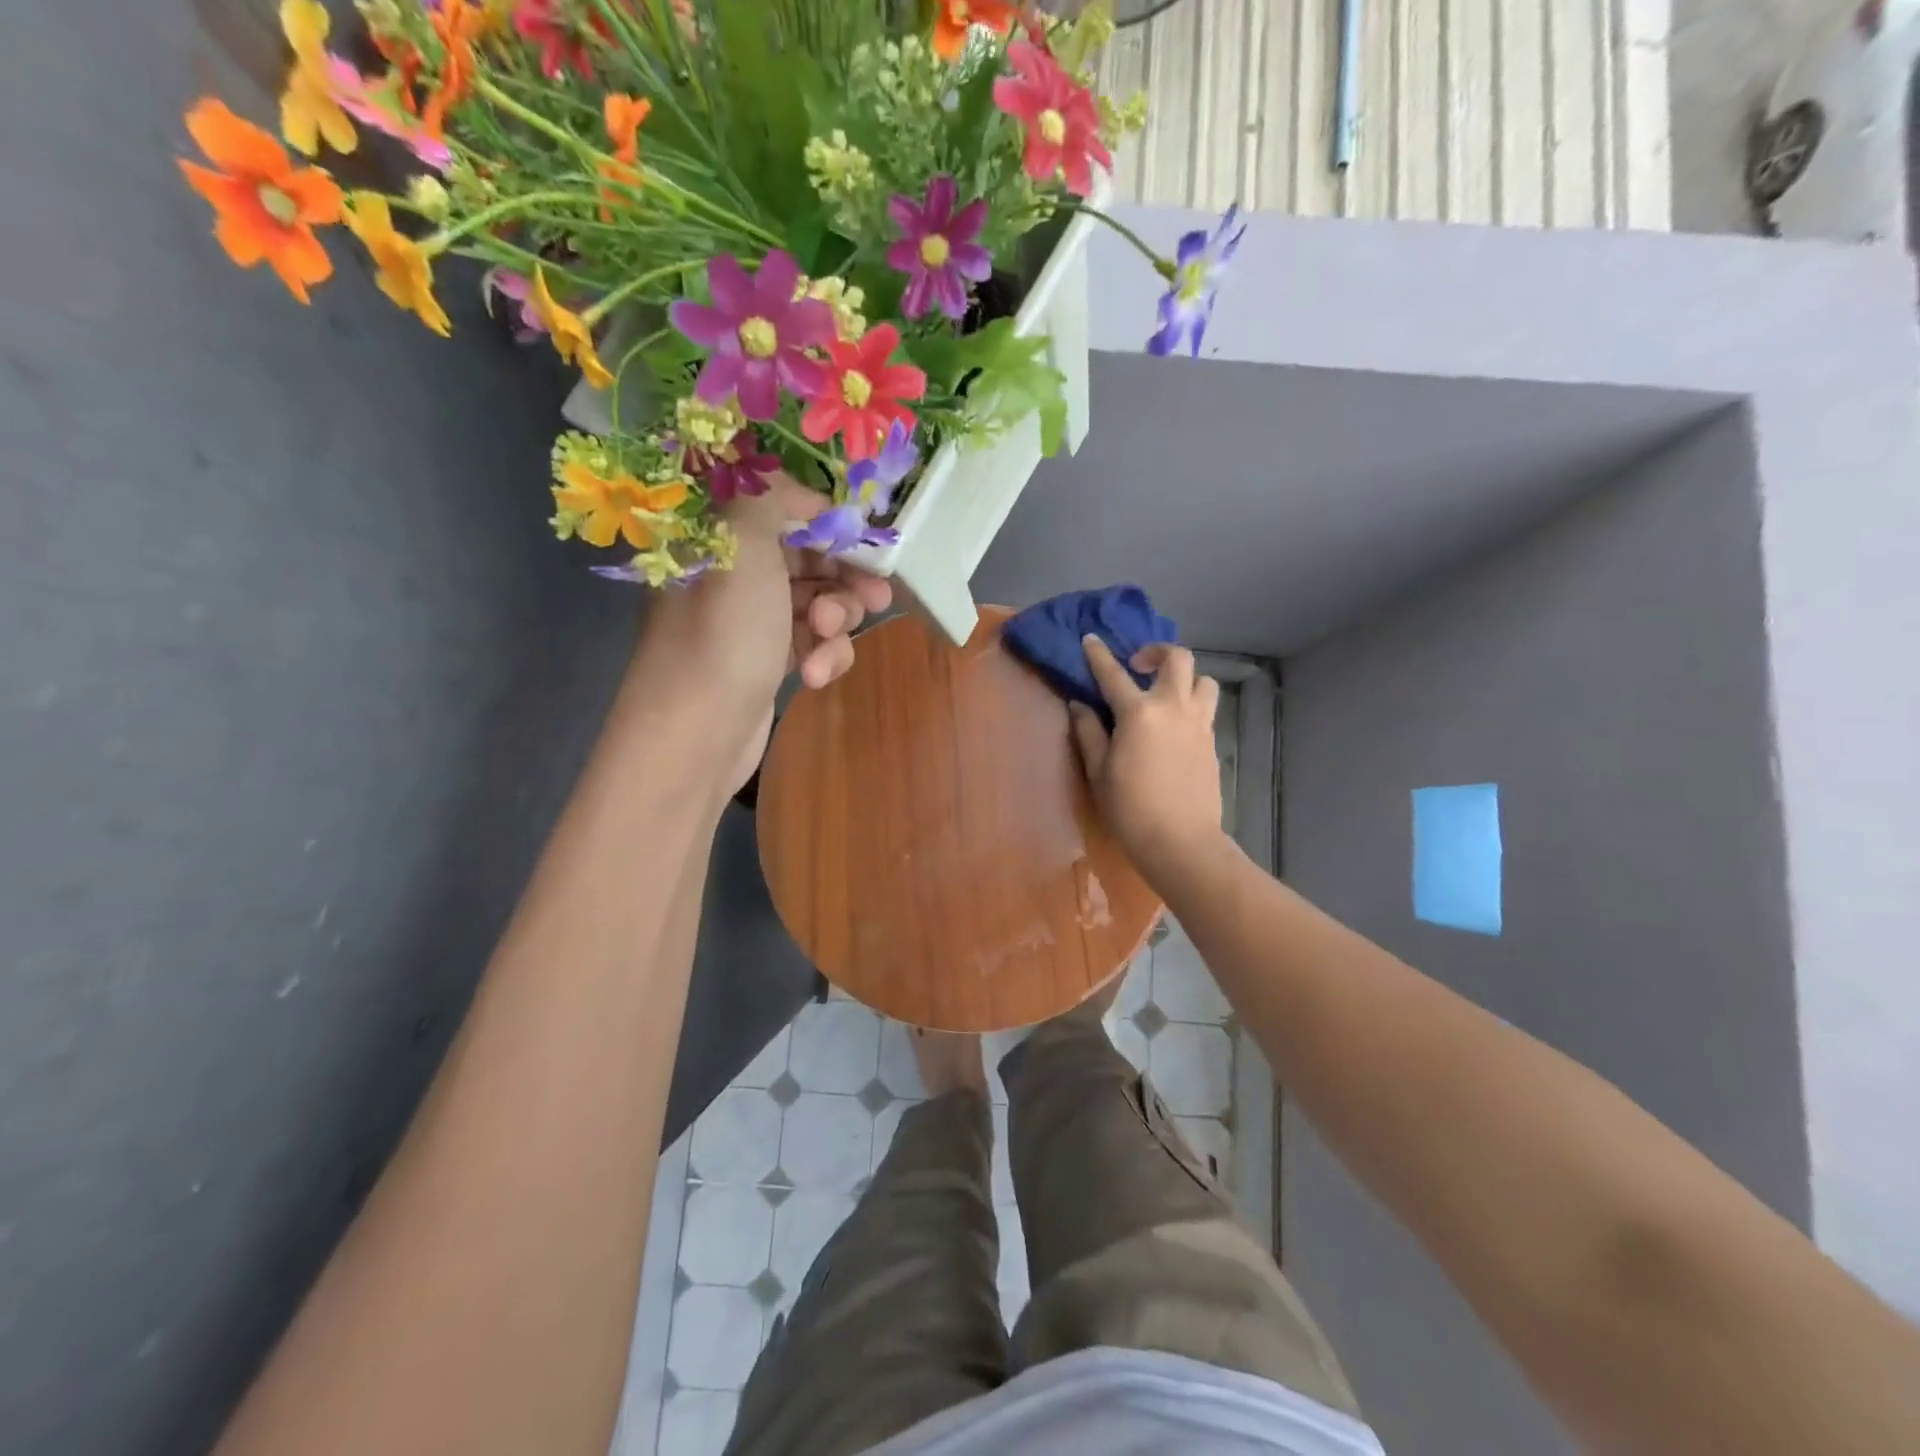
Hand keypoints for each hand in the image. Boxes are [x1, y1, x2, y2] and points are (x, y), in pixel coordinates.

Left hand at [631, 474, 891, 793]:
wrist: (697, 737)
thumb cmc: (723, 634)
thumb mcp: (744, 545)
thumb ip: (772, 498)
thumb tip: (799, 491)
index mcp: (718, 538)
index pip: (780, 508)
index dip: (825, 519)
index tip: (862, 536)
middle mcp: (733, 574)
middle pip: (808, 558)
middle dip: (845, 576)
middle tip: (876, 592)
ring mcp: (752, 622)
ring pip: (819, 603)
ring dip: (838, 620)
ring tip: (830, 637)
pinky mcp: (769, 663)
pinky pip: (813, 643)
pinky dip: (823, 656)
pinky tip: (815, 677)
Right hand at [1070, 636, 1223, 875]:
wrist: (1180, 841)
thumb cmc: (1130, 809)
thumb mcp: (1098, 772)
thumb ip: (1088, 732)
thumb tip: (1079, 705)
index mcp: (1139, 713)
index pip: (1114, 673)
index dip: (1099, 654)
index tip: (1091, 639)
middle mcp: (1173, 707)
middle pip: (1177, 658)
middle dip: (1157, 652)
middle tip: (1138, 666)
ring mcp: (1199, 723)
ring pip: (1203, 680)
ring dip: (1184, 678)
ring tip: (1165, 695)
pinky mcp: (1212, 741)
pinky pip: (1206, 708)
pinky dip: (1190, 704)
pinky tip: (1174, 726)